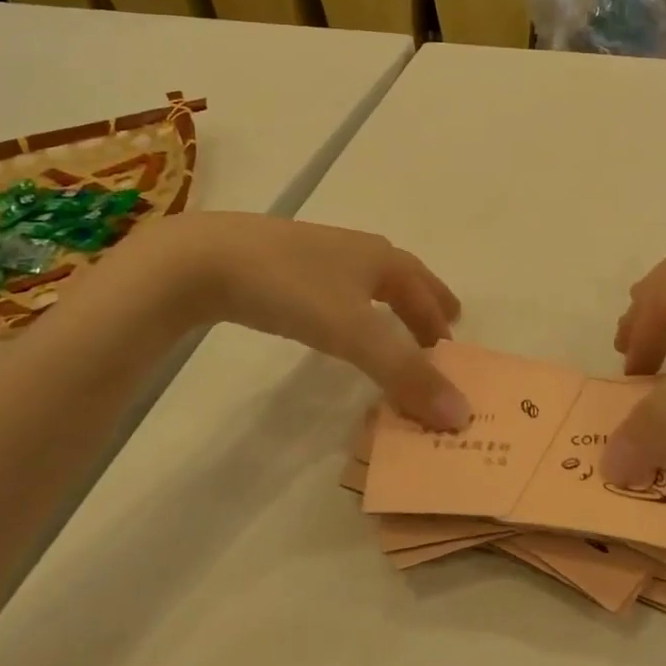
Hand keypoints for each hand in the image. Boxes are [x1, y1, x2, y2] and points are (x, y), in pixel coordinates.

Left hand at [117, 213, 471, 430]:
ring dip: (388, 304)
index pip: (424, 289)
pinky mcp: (282, 264)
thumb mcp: (353, 333)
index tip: (453, 343)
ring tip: (392, 326)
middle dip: (423, 303)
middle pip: (402, 277)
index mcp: (380, 259)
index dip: (440, 317)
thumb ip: (405, 374)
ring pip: (367, 280)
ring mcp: (317, 254)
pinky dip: (352, 306)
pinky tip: (334, 318)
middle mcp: (356, 250)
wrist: (205, 258)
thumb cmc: (292, 288)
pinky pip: (335, 287)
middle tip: (439, 329)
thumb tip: (460, 415)